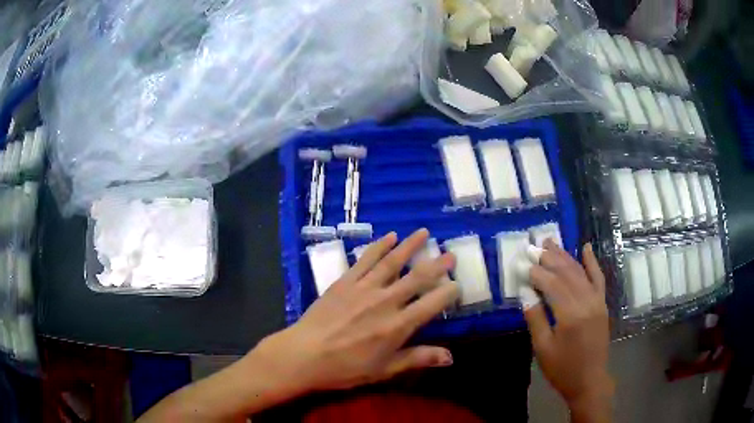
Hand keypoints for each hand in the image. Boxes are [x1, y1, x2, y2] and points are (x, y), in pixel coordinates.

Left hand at [252, 229, 459, 393]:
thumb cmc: (345, 368)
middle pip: (417, 278)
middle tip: (450, 253)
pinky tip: (390, 236)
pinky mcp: (345, 281)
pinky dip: (379, 246)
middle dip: (436, 265)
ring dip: (410, 246)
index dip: (448, 293)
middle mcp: (385, 301)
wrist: (304, 355)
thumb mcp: (384, 370)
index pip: (432, 304)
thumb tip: (451, 356)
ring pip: (392, 262)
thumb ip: (418, 358)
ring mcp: (364, 288)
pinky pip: (366, 259)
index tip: (457, 284)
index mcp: (398, 326)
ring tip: (424, 232)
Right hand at [524, 240, 612, 419]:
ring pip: (580, 272)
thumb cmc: (562, 369)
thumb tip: (526, 294)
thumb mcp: (543, 348)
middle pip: (566, 273)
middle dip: (549, 258)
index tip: (523, 264)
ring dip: (565, 256)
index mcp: (570, 315)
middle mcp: (586, 302)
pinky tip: (586, 247)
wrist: (589, 380)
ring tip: (550, 242)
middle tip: (533, 246)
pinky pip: (599, 278)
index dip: (536, 273)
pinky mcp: (602, 303)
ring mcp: (597, 301)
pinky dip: (592, 262)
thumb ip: (536, 318)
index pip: (552, 285)